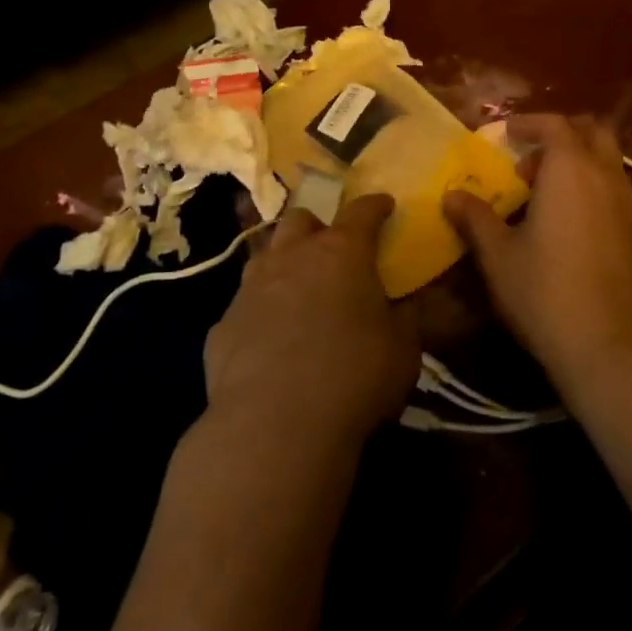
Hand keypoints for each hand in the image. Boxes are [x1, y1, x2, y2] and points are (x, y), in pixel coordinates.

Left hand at [203, 194, 418, 448]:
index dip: (376, 205)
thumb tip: (407, 303)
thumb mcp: (403, 349)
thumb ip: (406, 318)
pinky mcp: (223, 323)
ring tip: (298, 288)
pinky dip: (260, 310)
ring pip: (265, 254)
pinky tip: (269, 339)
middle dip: (318, 227)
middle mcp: (292, 257)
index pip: (362, 210)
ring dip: (284, 262)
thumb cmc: (354, 376)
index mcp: (341, 252)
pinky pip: (244, 304)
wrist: (275, 425)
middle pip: (301, 219)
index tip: (385, 205)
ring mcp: (251, 287)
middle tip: (333, 251)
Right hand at [444, 114, 631, 390]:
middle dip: (560, 133)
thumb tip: (451, 195)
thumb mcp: (498, 254)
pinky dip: (589, 183)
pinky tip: (563, 219)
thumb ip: (475, 217)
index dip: (527, 123)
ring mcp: (626, 204)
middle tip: (528, 156)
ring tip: (540, 189)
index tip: (503, 134)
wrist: (607, 346)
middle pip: (592, 131)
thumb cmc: (544, 291)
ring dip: (576, 159)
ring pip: (606, 159)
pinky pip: (612, 186)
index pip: (554, 125)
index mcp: (570, 170)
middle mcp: (604, 176)